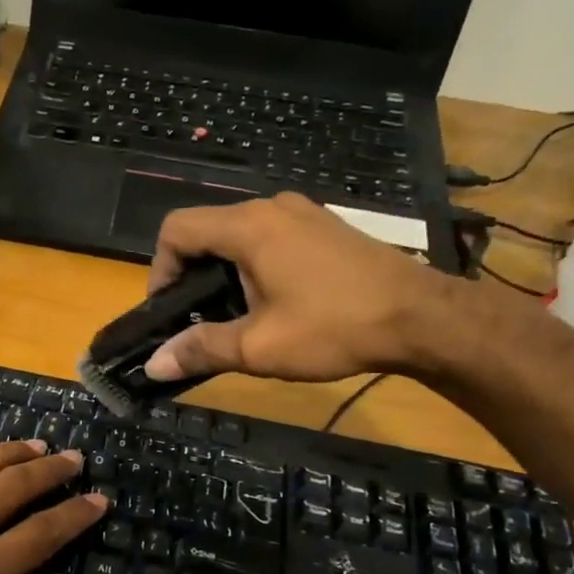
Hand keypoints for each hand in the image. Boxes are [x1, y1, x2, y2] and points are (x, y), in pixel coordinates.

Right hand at [143, 192, 459, 383]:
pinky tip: (273, 303)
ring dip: (223, 272)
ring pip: (238, 235)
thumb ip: (200, 349)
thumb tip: (154, 365)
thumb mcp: (258, 347)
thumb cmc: (333, 328)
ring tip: (234, 317)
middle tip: (198, 321)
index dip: (159, 270)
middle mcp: (271, 208)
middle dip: (191, 275)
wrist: (420, 317)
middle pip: (206, 231)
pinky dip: (253, 265)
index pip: (176, 229)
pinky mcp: (323, 227)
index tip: (168, 311)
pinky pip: (269, 238)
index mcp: (248, 227)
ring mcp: (302, 214)